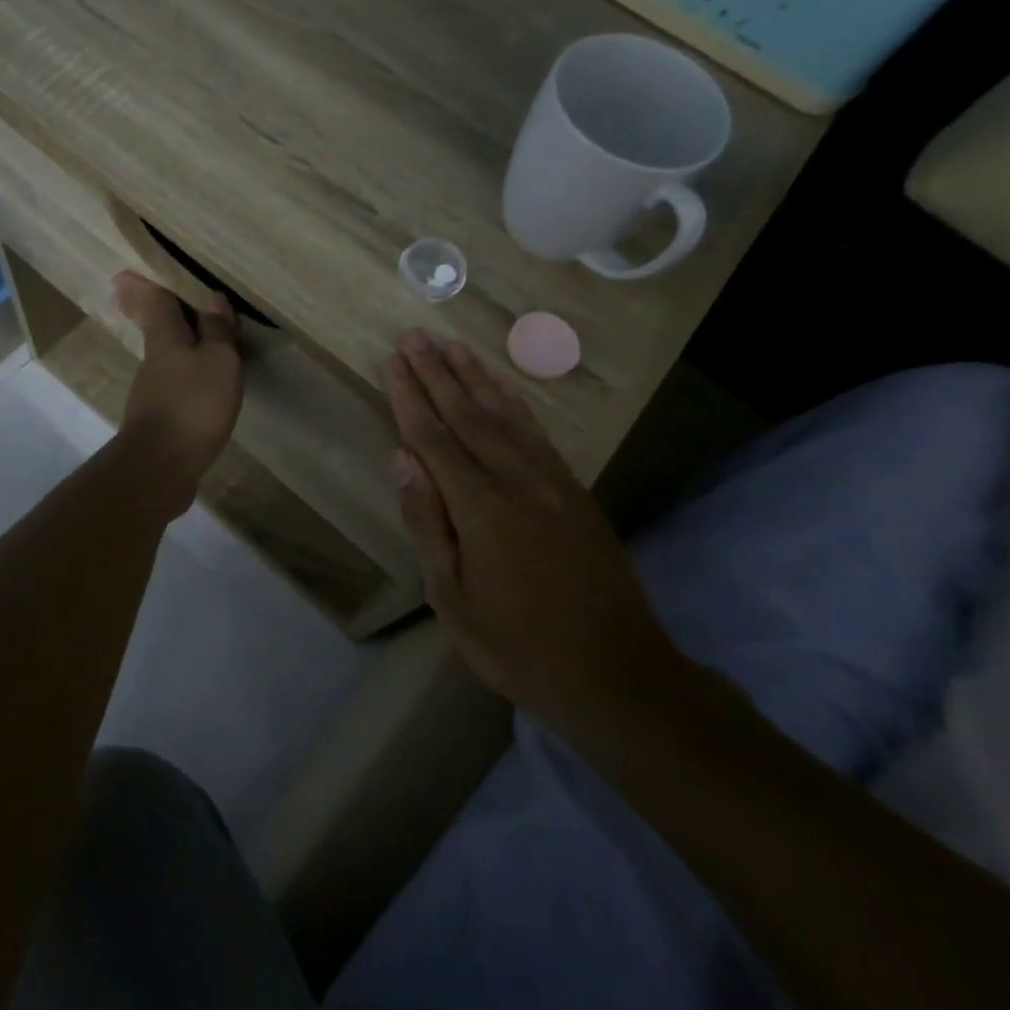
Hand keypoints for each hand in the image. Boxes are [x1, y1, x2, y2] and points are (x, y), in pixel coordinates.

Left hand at [113, 271, 243, 515]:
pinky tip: (196, 384)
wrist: (161, 467)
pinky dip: (182, 375)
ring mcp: (151, 393)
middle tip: (144, 296)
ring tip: (192, 338)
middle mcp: (153, 361)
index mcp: (165, 339)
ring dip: (173, 345)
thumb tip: (213, 297)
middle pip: (154, 329)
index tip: (125, 273)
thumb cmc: (193, 404)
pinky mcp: (158, 421)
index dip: (145, 286)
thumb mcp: (218, 361)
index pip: (154, 303)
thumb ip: (217, 330)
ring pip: (164, 358)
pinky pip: (173, 386)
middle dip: (152, 313)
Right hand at [385, 329, 684, 728]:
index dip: (409, 396)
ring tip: (452, 346)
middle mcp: (516, 480)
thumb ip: (428, 523)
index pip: (434, 437)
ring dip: (475, 377)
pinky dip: (513, 402)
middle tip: (415, 336)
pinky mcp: (574, 490)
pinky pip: (536, 432)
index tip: (392, 359)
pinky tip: (500, 389)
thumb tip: (402, 459)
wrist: (617, 674)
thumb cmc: (519, 647)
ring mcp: (551, 482)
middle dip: (437, 373)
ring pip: (504, 415)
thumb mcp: (453, 599)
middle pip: (468, 414)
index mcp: (480, 508)